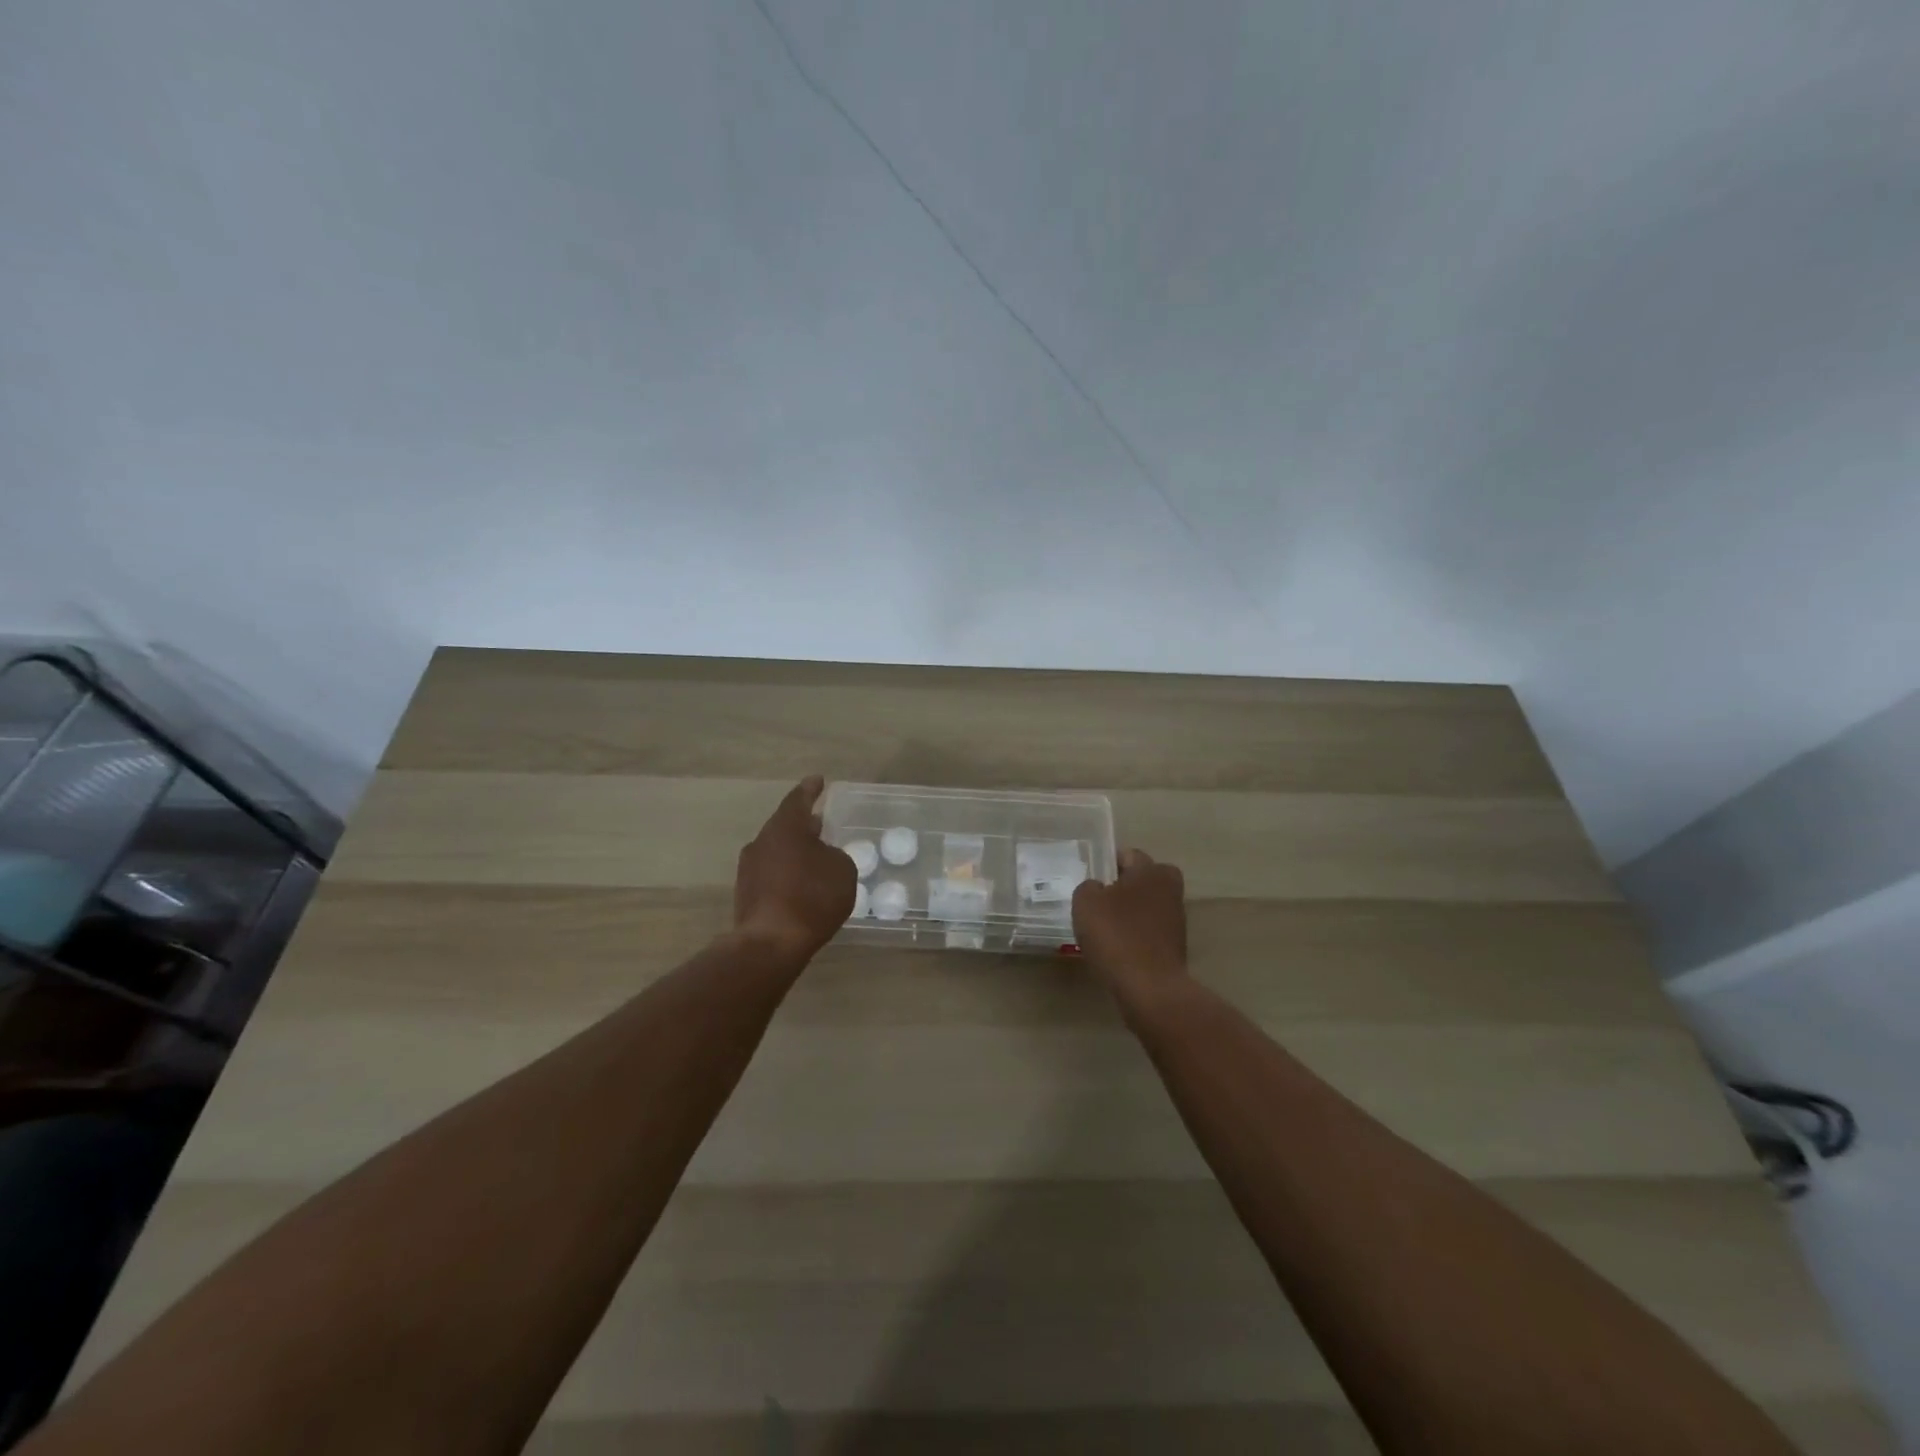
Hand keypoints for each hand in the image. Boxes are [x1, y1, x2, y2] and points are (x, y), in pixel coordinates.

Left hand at [732, 776, 857, 962]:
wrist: (770, 944)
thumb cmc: (812, 898)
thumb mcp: (842, 870)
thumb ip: (835, 855)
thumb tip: (822, 856)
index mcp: (785, 827)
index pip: (798, 799)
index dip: (811, 790)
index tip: (818, 780)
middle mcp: (762, 842)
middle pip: (785, 825)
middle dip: (803, 823)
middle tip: (820, 822)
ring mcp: (749, 869)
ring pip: (776, 850)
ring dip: (794, 850)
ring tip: (814, 856)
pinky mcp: (746, 894)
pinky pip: (772, 874)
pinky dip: (787, 873)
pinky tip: (801, 885)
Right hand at [1072, 848, 1188, 1011]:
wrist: (1149, 987)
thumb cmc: (1116, 935)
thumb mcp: (1086, 902)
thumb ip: (1088, 886)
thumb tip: (1098, 888)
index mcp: (1151, 870)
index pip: (1127, 855)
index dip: (1107, 864)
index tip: (1091, 880)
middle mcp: (1170, 889)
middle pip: (1140, 880)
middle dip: (1121, 887)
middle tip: (1097, 903)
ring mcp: (1176, 919)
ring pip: (1145, 905)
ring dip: (1128, 913)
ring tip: (1103, 929)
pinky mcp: (1175, 945)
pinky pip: (1148, 930)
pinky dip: (1135, 935)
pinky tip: (1117, 949)